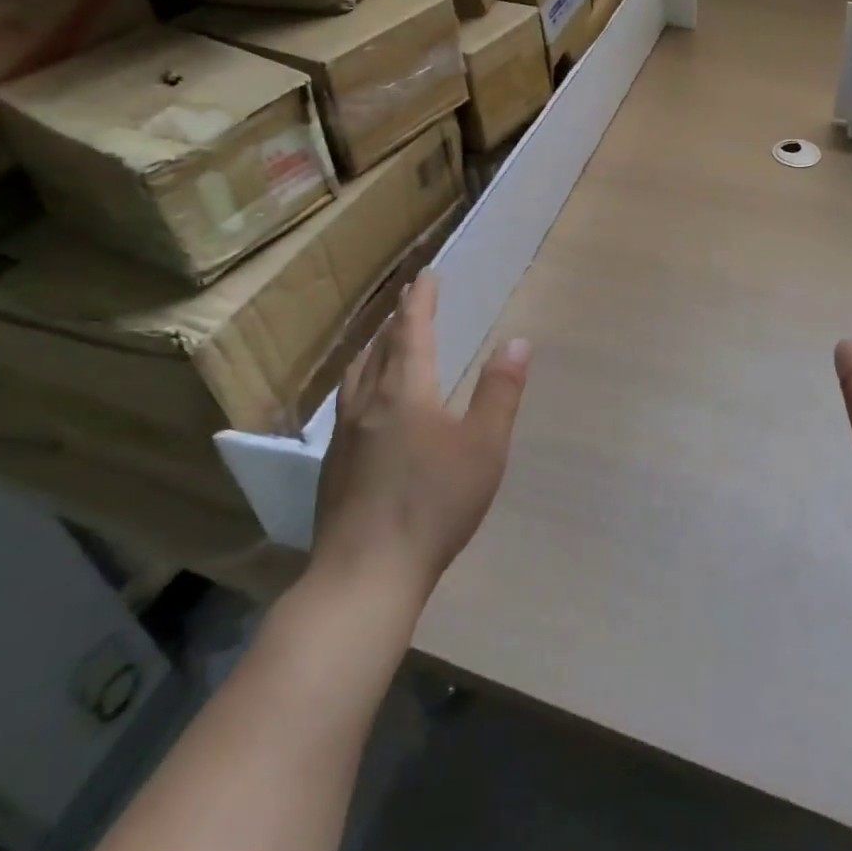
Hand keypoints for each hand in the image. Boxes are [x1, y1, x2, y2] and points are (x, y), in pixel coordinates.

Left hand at [309, 270, 530, 599]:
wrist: (365, 575)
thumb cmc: (433, 504)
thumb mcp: (484, 446)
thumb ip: (500, 391)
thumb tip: (517, 341)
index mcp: (405, 391)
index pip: (412, 331)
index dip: (420, 301)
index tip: (426, 276)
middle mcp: (369, 403)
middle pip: (380, 348)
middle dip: (397, 319)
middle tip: (409, 300)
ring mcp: (345, 436)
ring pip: (357, 375)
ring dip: (373, 348)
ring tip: (383, 341)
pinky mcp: (334, 466)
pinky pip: (348, 402)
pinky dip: (361, 380)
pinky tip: (366, 403)